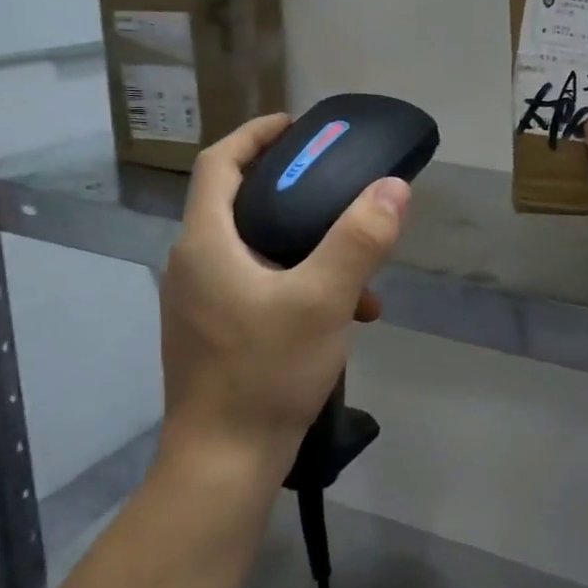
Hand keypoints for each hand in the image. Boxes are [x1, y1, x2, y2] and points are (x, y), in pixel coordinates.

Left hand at [158, 113, 410, 480]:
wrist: (224, 462)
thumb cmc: (265, 372)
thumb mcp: (324, 300)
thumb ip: (359, 240)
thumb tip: (393, 187)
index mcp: (205, 243)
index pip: (220, 162)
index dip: (256, 134)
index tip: (298, 126)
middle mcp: (193, 264)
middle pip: (241, 202)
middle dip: (294, 191)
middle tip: (339, 188)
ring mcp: (200, 302)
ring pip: (257, 249)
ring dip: (307, 247)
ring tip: (360, 269)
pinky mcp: (215, 332)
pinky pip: (259, 285)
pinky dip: (300, 284)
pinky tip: (345, 315)